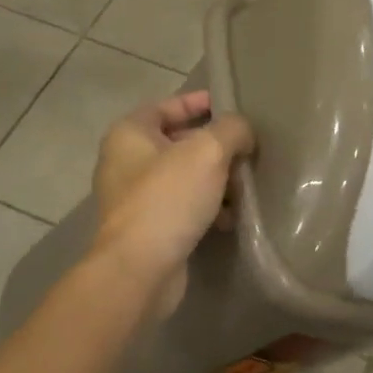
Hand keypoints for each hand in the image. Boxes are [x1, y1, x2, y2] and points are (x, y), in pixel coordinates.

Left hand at [92, 90, 254, 317]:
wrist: (140, 270)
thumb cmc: (169, 199)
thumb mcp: (208, 152)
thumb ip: (231, 130)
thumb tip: (243, 132)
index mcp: (129, 134)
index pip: (166, 105)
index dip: (198, 102)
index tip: (228, 105)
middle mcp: (125, 162)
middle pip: (177, 142)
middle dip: (214, 145)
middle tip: (246, 149)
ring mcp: (135, 198)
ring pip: (184, 177)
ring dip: (215, 179)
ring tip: (244, 186)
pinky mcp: (148, 229)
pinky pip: (182, 207)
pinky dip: (206, 207)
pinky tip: (230, 217)